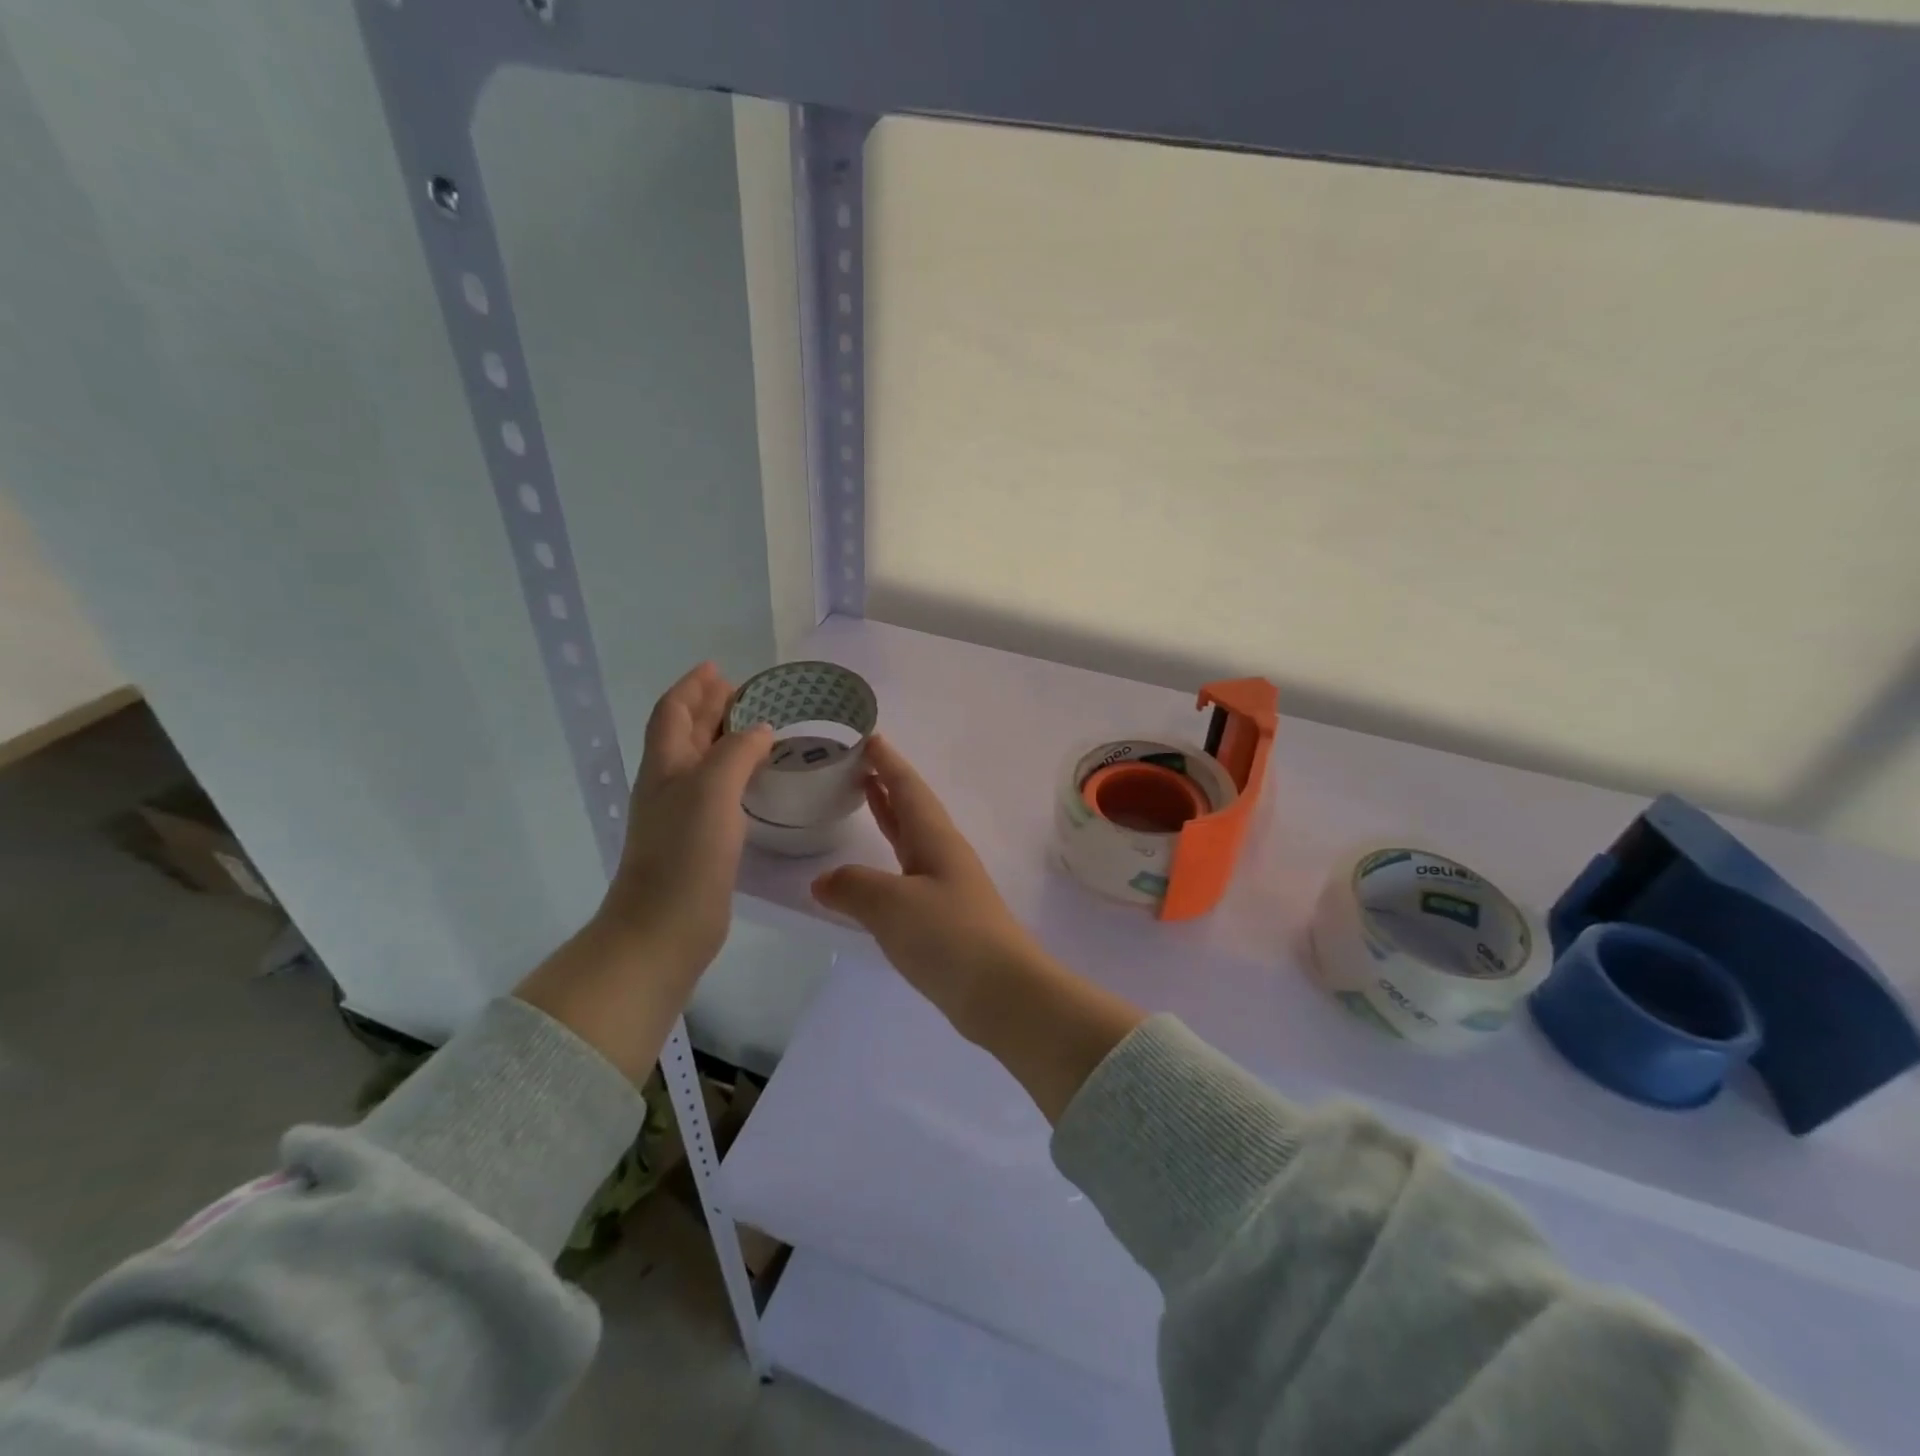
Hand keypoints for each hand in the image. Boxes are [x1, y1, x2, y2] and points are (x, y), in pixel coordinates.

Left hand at [517, 663, 770, 1082]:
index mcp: (665, 766)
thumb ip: (736, 753)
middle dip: (710, 707)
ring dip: (725, 738)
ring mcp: (683, 814)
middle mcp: (670, 784)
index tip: (718, 667)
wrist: (664, 928)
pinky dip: (736, 772)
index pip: (673, 712)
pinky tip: (756, 778)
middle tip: (746, 692)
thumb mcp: (711, 790)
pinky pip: (719, 790)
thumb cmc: (685, 854)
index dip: (693, 687)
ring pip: (703, 761)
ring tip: (758, 726)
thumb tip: (759, 730)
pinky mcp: (701, 840)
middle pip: (686, 733)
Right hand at [811, 737, 1143, 1119]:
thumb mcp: (892, 905)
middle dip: (888, 783)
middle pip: (913, 808)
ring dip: (889, 817)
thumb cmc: (949, 937)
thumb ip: (853, 887)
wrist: (1003, 993)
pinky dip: (886, 862)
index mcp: (936, 839)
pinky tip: (872, 874)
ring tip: (865, 798)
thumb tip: (824, 882)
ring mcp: (946, 887)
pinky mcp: (943, 919)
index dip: (888, 763)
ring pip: (911, 840)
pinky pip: (907, 875)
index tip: (869, 737)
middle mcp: (943, 855)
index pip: (909, 788)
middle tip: (860, 763)